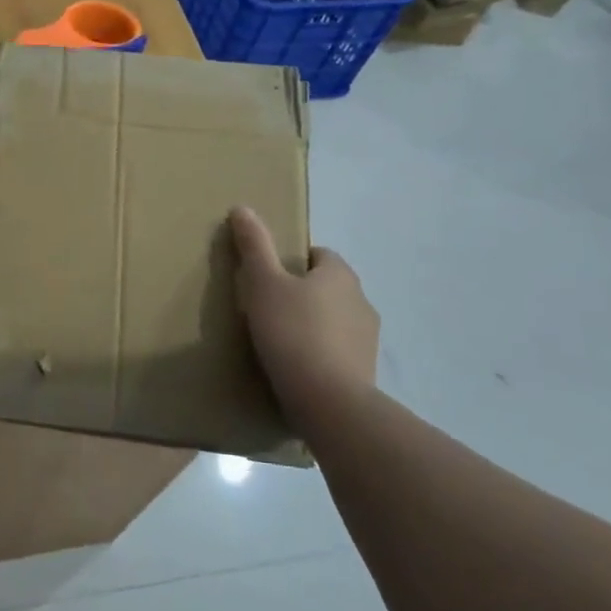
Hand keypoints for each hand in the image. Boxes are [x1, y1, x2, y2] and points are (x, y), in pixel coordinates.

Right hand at [229, 206, 378, 431]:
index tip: (267, 277)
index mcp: (340, 274)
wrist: (328, 401)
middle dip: (302, 293)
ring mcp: (368, 339)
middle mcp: (361, 301)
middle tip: (266, 307)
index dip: (292, 261)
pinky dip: (320, 354)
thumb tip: (242, 208)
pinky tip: (296, 367)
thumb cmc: (292, 332)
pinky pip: (338, 352)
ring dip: (313, 325)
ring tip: (279, 341)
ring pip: (335, 320)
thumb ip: (254, 246)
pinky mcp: (366, 372)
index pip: (318, 255)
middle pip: (327, 287)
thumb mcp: (262, 283)